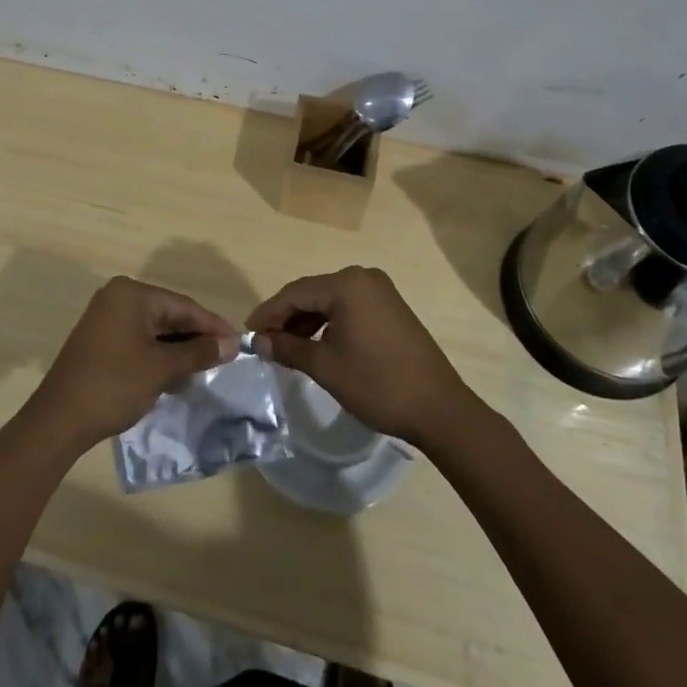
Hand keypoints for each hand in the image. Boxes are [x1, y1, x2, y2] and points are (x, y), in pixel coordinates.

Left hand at [21, 277, 238, 455]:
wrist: (59, 420)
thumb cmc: (114, 385)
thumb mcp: (161, 369)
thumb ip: (198, 353)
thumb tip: (232, 344)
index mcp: (131, 293)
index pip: (183, 305)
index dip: (213, 326)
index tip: (239, 345)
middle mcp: (118, 297)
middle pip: (169, 314)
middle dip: (195, 338)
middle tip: (225, 359)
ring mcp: (106, 317)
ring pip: (154, 329)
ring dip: (178, 349)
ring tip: (204, 370)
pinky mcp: (100, 339)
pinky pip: (139, 339)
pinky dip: (158, 355)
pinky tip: (175, 374)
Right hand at [248, 265, 474, 445]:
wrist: (439, 409)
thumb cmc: (377, 384)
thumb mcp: (326, 367)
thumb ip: (288, 348)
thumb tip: (260, 341)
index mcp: (347, 284)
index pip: (295, 293)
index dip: (268, 313)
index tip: (247, 333)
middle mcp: (363, 277)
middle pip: (312, 293)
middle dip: (286, 317)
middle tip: (264, 341)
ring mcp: (380, 291)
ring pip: (330, 301)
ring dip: (307, 321)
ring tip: (286, 346)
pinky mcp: (391, 308)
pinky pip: (349, 308)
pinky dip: (329, 323)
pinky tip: (317, 344)